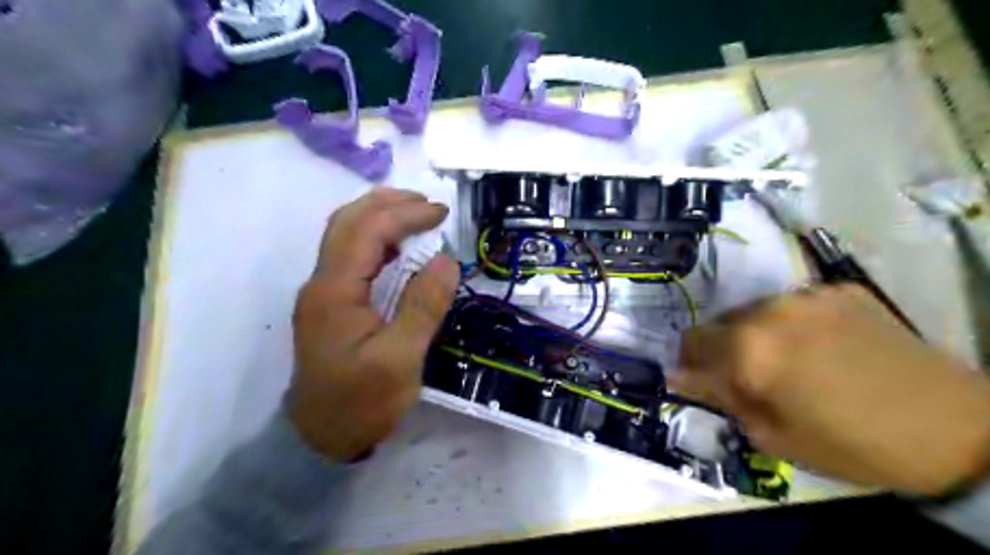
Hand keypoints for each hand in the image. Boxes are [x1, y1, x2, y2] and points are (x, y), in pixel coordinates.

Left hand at [285, 189, 458, 461]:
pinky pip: (349, 256)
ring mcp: (322, 293)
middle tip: (428, 203)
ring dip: (378, 216)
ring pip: (344, 235)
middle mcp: (321, 283)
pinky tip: (397, 247)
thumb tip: (445, 259)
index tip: (442, 213)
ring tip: (415, 214)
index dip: (406, 214)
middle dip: (388, 203)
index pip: (368, 231)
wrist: (320, 439)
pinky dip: (374, 239)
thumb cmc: (361, 403)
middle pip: (347, 222)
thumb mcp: (400, 360)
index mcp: (335, 291)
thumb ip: (423, 306)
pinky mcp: (330, 304)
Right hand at [678, 284, 989, 495]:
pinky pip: (793, 304)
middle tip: (745, 376)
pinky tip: (821, 347)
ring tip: (787, 361)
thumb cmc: (851, 444)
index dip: (688, 363)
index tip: (695, 379)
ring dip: (754, 334)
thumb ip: (720, 398)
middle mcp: (769, 311)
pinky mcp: (839, 289)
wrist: (955, 429)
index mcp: (749, 350)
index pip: (690, 343)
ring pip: (754, 311)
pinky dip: (792, 324)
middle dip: (719, 349)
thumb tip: (681, 377)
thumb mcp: (773, 435)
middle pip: (718, 323)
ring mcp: (807, 296)